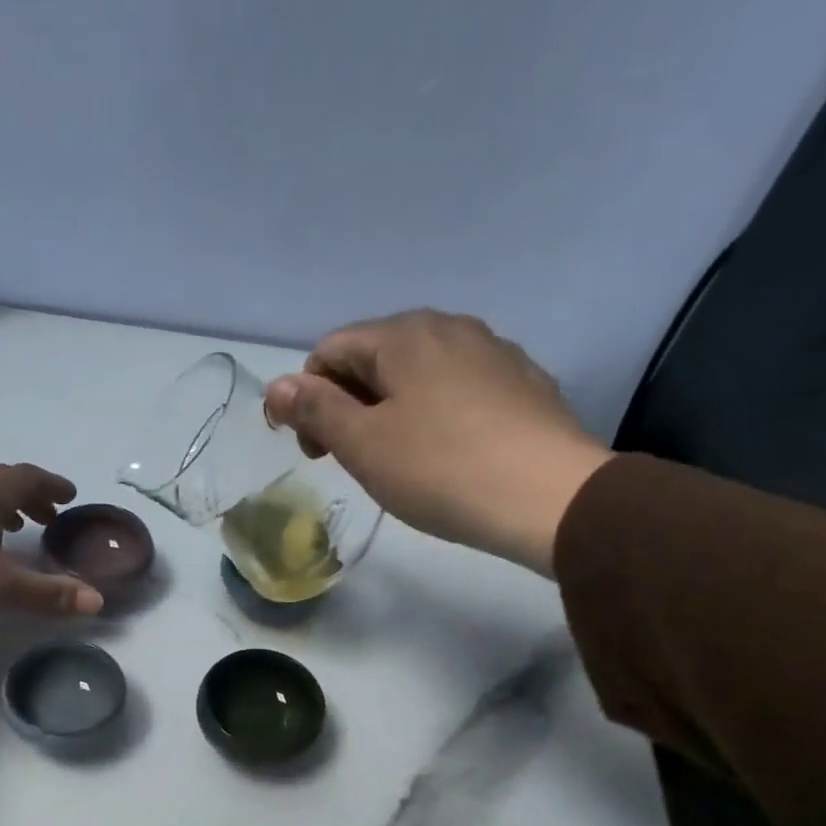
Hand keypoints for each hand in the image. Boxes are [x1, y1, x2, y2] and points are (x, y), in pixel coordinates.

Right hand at [263, 310, 610, 575]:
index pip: (329, 351)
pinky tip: (445, 456)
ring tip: (397, 462)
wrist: (549, 497)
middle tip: (350, 460)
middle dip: (347, 404)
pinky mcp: (522, 383)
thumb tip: (276, 386)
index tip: (316, 453)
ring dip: (389, 411)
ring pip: (417, 374)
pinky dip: (433, 415)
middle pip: (374, 358)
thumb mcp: (363, 444)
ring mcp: (493, 351)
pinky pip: (457, 389)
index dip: (307, 399)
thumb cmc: (440, 469)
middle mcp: (449, 327)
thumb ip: (314, 409)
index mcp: (403, 335)